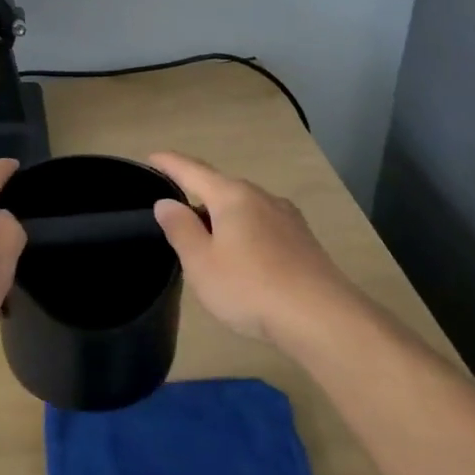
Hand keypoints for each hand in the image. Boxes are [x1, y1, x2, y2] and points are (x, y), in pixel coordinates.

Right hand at [149, 151, 361, 346]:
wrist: (322, 318)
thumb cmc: (250, 287)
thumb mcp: (201, 262)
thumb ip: (181, 229)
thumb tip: (167, 202)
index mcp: (232, 196)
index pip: (193, 171)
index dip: (170, 163)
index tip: (152, 156)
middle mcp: (262, 198)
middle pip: (222, 188)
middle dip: (198, 194)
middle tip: (175, 212)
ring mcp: (287, 218)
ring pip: (245, 208)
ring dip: (222, 217)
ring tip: (206, 239)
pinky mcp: (303, 242)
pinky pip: (263, 226)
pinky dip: (243, 232)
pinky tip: (242, 256)